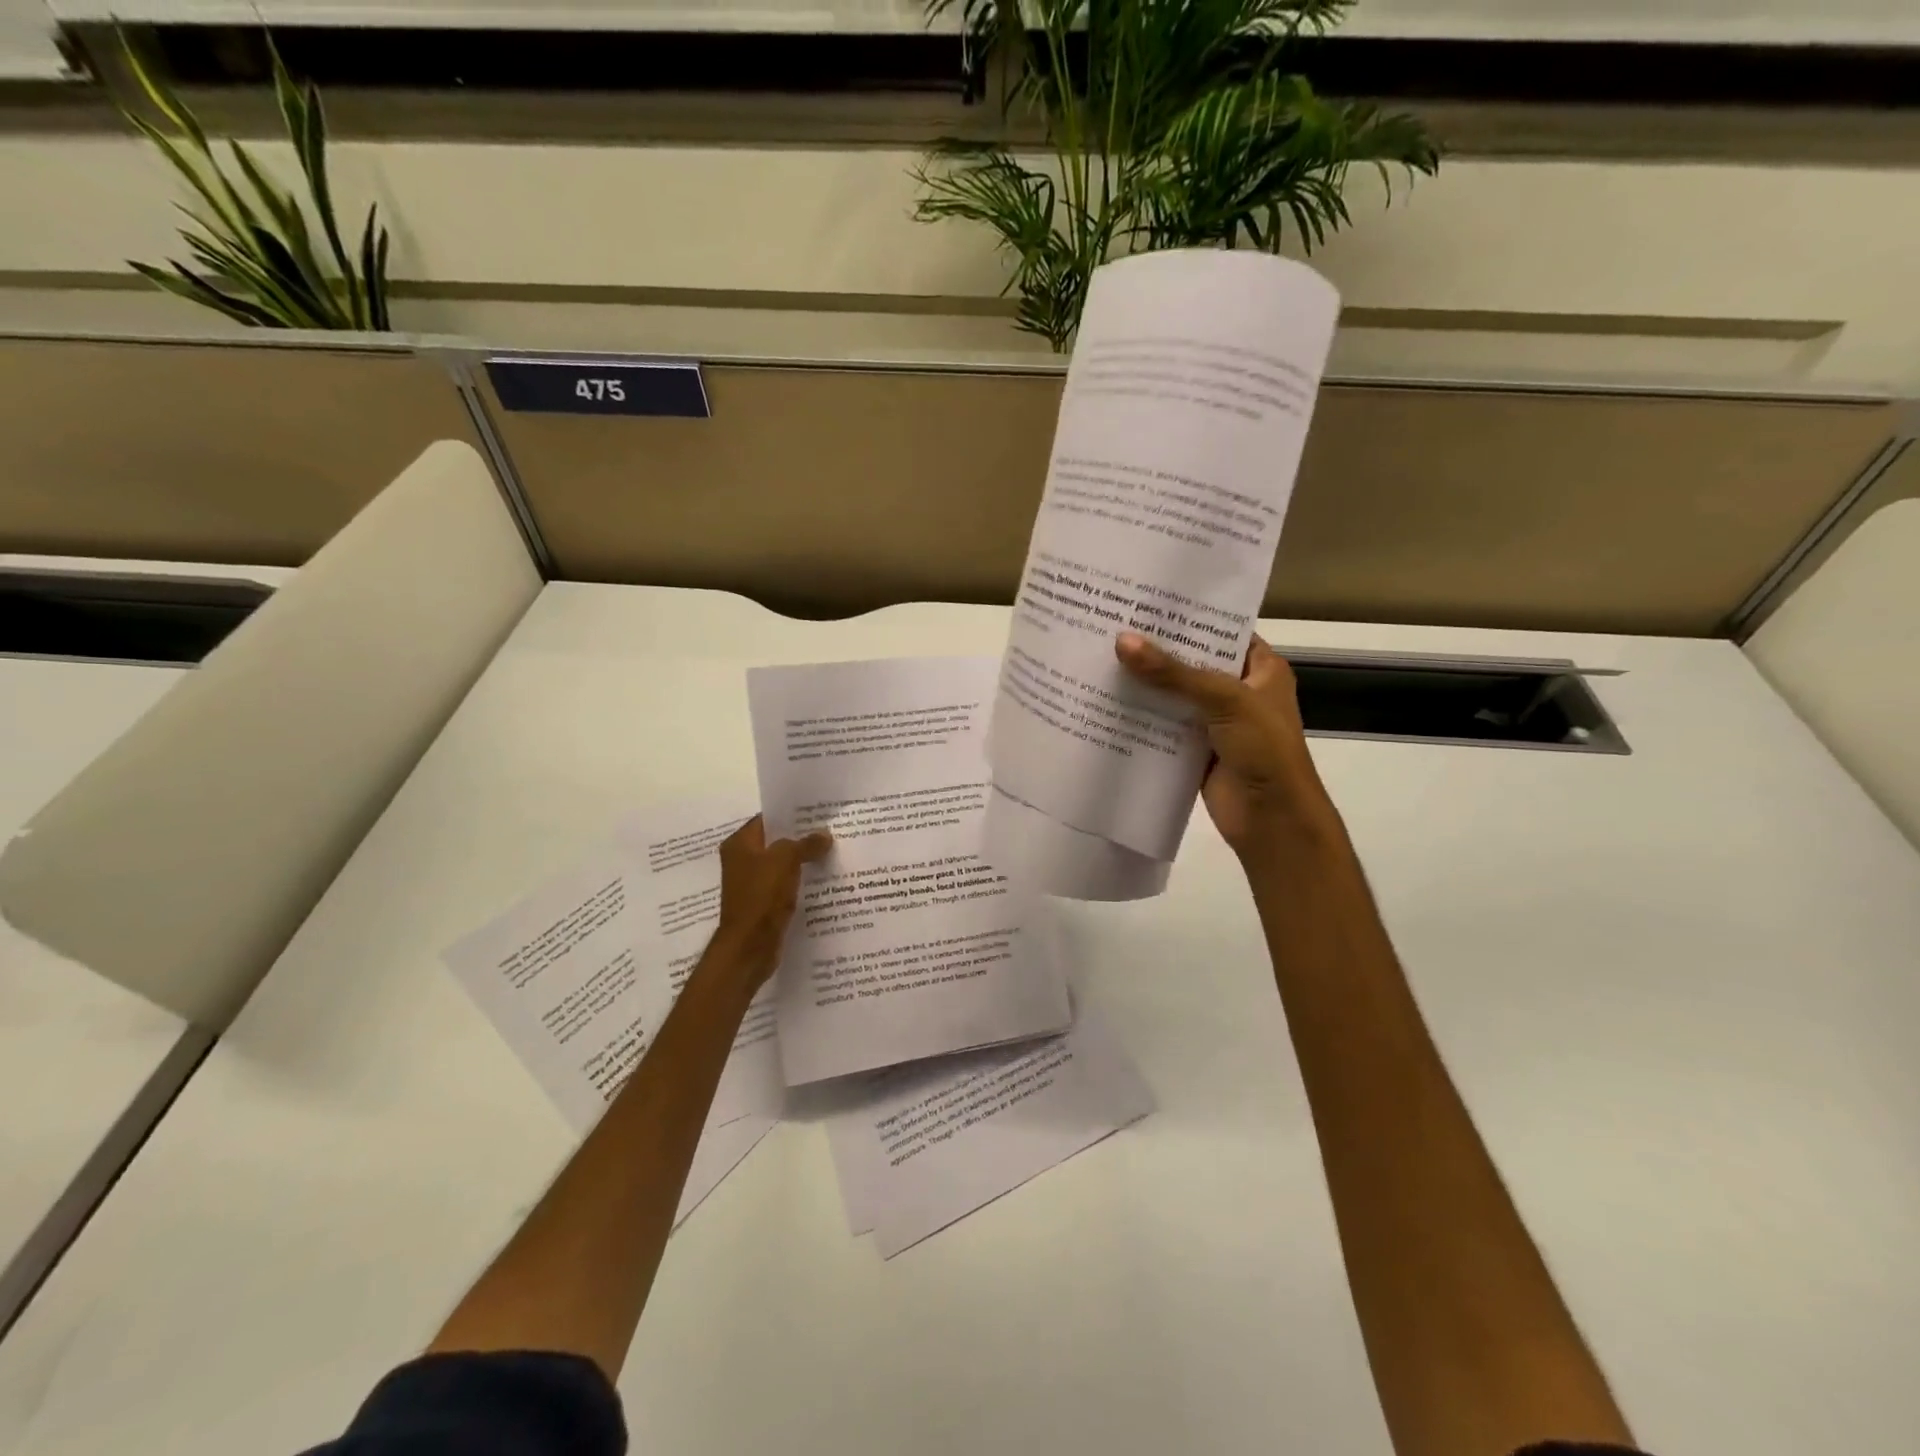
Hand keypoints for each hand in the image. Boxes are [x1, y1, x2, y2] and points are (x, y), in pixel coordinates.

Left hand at [709, 816, 832, 992]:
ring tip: (833, 852)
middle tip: (831, 831)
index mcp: (740, 844)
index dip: (791, 814)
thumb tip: (824, 835)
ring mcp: (752, 884)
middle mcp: (742, 861)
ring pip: (783, 865)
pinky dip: (801, 882)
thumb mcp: (785, 860)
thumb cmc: (761, 896)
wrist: (749, 946)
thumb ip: (805, 843)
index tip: (818, 812)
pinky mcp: (763, 904)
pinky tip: (824, 879)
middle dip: (802, 837)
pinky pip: (785, 885)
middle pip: (776, 842)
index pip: (767, 819)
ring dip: (803, 861)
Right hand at [1115, 631, 1342, 867]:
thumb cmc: (1264, 749)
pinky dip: (1141, 719)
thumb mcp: (1224, 700)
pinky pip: (1163, 727)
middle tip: (1111, 626)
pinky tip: (1106, 703)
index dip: (1188, 618)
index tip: (1146, 602)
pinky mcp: (1194, 750)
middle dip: (1156, 651)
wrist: (1272, 819)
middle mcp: (1238, 691)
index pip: (1221, 632)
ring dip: (1144, 685)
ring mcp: (1215, 723)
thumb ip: (1172, 672)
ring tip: (1099, 658)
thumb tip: (1122, 641)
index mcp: (1261, 669)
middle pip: (1192, 664)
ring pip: (1174, 697)